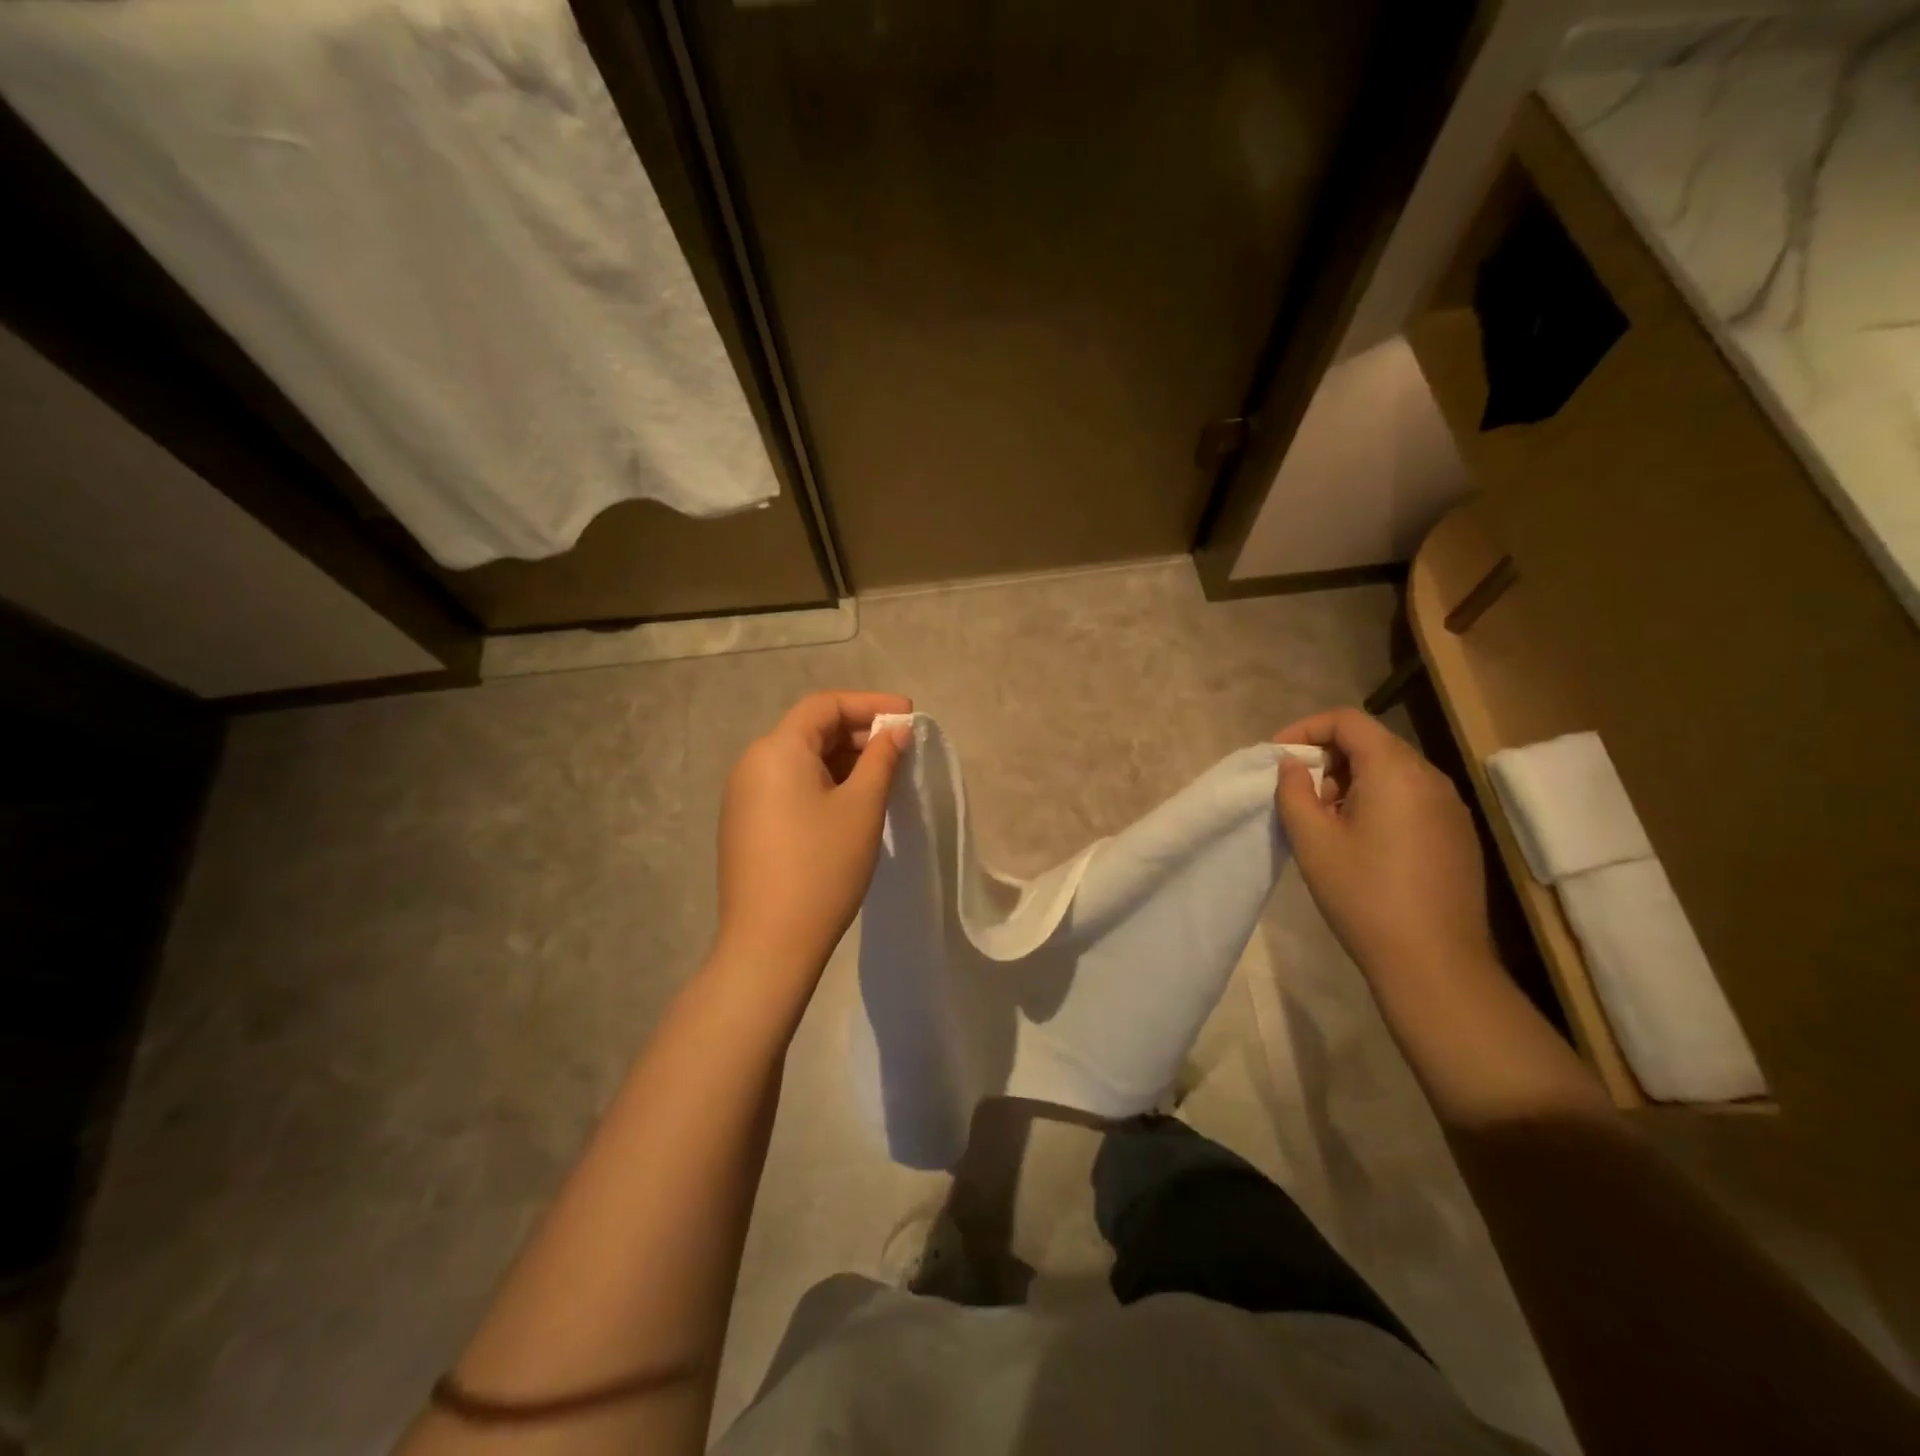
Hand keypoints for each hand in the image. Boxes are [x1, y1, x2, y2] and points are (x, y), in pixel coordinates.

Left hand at [713, 692, 911, 982]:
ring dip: (842, 761)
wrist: (769, 943)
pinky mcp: (745, 825)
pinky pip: (788, 787)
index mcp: (777, 750)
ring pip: (800, 761)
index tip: (908, 716)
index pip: (825, 706)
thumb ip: (881, 759)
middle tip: (900, 749)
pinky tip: (851, 804)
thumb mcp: (862, 807)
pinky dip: (822, 784)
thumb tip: (895, 731)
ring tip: (882, 777)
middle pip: (810, 731)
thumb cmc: (822, 866)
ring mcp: (744, 797)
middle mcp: (752, 764)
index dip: (870, 704)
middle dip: (858, 733)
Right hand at [1274, 708, 1494, 981]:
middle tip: (1300, 796)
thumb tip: (1292, 765)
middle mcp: (1430, 778)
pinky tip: (1362, 843)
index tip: (1277, 757)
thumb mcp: (1312, 840)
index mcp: (1395, 771)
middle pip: (1372, 743)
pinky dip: (1378, 802)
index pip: (1348, 721)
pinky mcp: (1458, 834)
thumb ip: (1294, 791)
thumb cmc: (1364, 895)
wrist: (1434, 962)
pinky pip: (1411, 797)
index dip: (1305, 728)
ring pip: (1392, 771)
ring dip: (1351, 782)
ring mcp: (1450, 807)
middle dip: (1327, 759)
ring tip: (1327, 823)